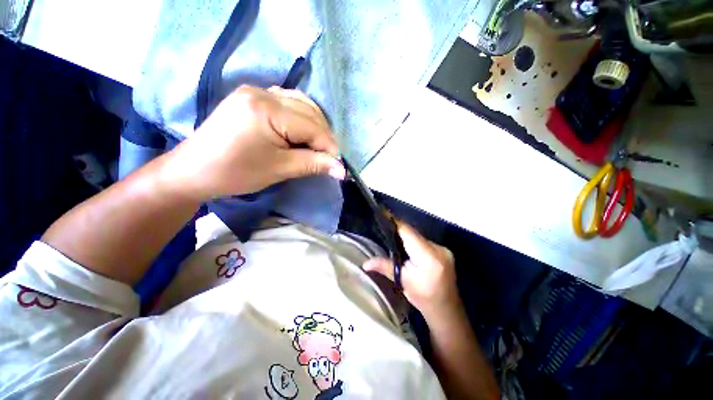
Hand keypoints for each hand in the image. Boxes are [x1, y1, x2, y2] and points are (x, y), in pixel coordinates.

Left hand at [160, 85, 345, 200]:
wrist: (195, 170)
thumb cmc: (236, 172)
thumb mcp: (279, 169)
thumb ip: (313, 164)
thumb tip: (342, 170)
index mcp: (267, 110)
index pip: (312, 127)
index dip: (329, 147)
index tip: (338, 166)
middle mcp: (263, 93)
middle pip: (310, 112)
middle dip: (323, 137)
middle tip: (328, 159)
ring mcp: (256, 92)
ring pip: (301, 104)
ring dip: (315, 127)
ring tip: (316, 148)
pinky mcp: (252, 98)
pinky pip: (288, 102)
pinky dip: (301, 118)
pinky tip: (301, 132)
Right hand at [363, 222, 460, 319]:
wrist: (446, 311)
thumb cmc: (423, 298)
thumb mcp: (403, 282)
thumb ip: (384, 267)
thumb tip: (365, 264)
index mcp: (428, 257)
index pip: (408, 232)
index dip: (395, 223)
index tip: (383, 215)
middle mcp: (438, 249)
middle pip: (414, 233)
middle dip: (400, 230)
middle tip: (385, 227)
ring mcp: (443, 249)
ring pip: (419, 237)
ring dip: (408, 237)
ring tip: (394, 236)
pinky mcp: (444, 252)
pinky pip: (425, 242)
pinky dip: (415, 242)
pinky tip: (408, 247)